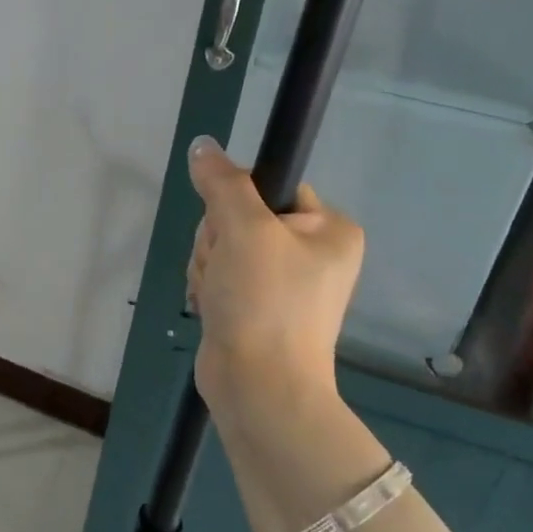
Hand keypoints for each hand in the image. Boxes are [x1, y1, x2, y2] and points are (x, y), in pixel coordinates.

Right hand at [185, 137, 363, 439]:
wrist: (259, 386)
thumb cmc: (264, 302)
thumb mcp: (243, 230)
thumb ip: (222, 183)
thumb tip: (203, 145)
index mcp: (329, 229)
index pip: (270, 186)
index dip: (238, 202)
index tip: (233, 230)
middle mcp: (312, 252)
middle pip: (239, 216)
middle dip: (218, 241)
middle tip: (227, 269)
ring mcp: (283, 282)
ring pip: (222, 246)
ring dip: (209, 266)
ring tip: (220, 295)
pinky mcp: (256, 305)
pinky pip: (220, 274)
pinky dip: (209, 287)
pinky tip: (214, 307)